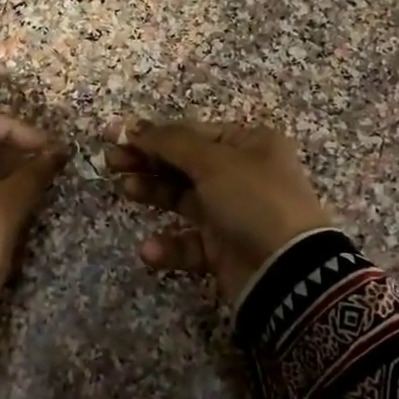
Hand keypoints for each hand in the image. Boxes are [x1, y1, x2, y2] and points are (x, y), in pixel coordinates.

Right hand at [106, 118, 331, 303]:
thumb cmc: (253, 201)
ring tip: (125, 190)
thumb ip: (169, 142)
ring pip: (183, 198)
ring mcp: (233, 213)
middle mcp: (242, 174)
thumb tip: (132, 126)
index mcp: (249, 144)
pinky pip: (189, 241)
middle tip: (110, 161)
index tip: (115, 137)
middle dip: (147, 161)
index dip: (153, 134)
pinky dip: (169, 244)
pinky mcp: (224, 249)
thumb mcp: (213, 162)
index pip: (192, 133)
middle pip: (184, 163)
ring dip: (153, 193)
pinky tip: (150, 249)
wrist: (288, 272)